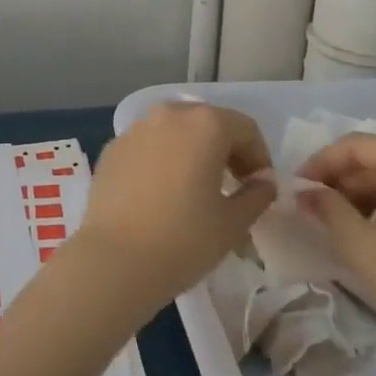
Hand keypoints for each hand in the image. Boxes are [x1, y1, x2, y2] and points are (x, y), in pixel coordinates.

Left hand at [75, 103, 276, 314]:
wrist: (114, 260)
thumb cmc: (184, 239)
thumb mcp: (233, 223)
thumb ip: (256, 195)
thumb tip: (262, 183)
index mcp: (204, 124)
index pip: (245, 129)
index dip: (259, 157)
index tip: (260, 188)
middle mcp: (169, 115)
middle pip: (208, 123)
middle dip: (226, 150)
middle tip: (232, 186)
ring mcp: (135, 129)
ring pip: (175, 132)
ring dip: (192, 152)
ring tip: (196, 189)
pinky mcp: (112, 148)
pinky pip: (147, 146)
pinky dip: (162, 160)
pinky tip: (161, 194)